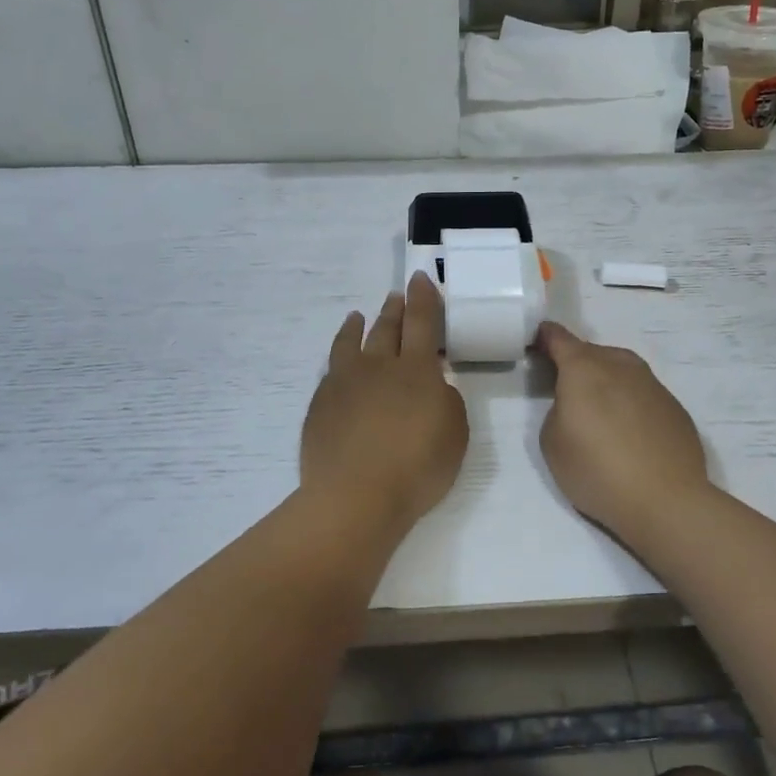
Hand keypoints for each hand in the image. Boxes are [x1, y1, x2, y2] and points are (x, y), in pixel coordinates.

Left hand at [300, 272, 468, 533]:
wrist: (356, 496)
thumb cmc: (417, 467)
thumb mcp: (455, 433)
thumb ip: (447, 401)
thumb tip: (434, 385)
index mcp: (416, 370)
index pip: (422, 322)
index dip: (423, 298)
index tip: (419, 278)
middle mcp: (378, 366)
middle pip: (387, 328)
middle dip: (394, 309)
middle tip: (396, 295)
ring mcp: (344, 383)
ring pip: (352, 343)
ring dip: (359, 326)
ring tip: (358, 316)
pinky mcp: (321, 403)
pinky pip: (332, 368)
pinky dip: (338, 356)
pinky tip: (340, 362)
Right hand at [536, 321, 710, 547]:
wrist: (666, 501)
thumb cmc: (597, 470)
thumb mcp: (552, 442)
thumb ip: (557, 409)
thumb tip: (576, 403)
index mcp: (583, 368)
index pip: (558, 338)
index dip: (544, 338)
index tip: (536, 345)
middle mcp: (620, 365)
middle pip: (592, 352)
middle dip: (576, 365)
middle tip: (567, 392)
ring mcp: (652, 384)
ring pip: (621, 370)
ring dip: (606, 382)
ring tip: (600, 414)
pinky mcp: (674, 406)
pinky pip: (643, 394)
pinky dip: (631, 403)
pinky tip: (630, 434)